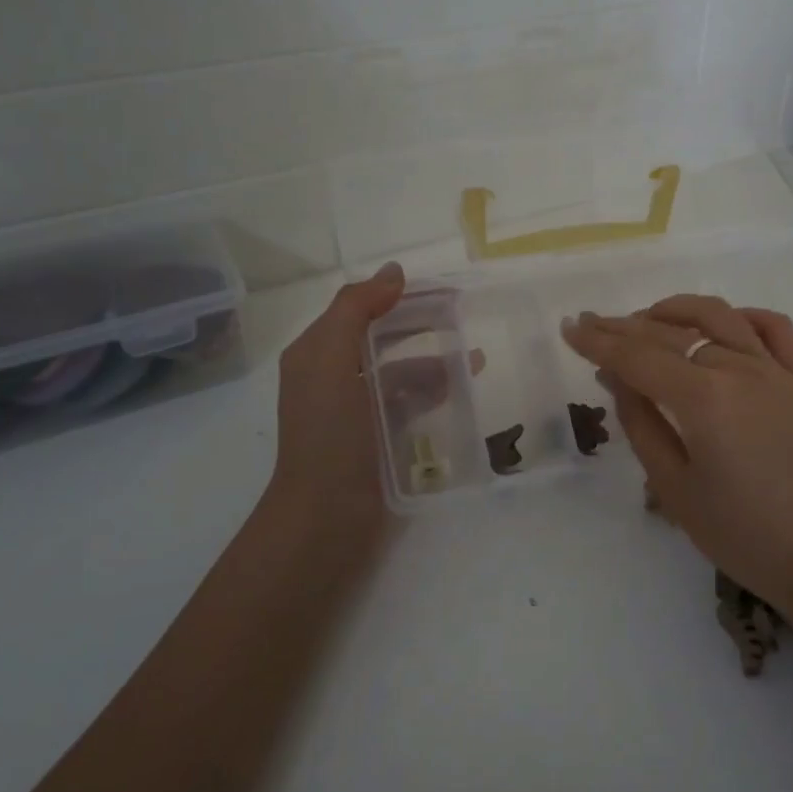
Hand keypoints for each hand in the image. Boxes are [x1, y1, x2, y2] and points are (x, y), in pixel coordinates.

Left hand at [266, 263, 475, 552]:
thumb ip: (356, 309)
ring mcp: (359, 410)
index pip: (360, 307)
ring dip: (435, 359)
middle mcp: (335, 376)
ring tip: (475, 358)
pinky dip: (435, 391)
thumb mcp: (330, 360)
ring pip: (401, 370)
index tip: (443, 288)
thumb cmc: (328, 434)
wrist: (325, 519)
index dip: (398, 294)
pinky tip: (462, 389)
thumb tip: (395, 272)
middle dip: (420, 321)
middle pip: (383, 336)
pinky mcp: (381, 437)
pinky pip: (411, 402)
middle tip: (464, 313)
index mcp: (317, 353)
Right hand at [562, 295, 792, 620]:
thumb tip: (616, 377)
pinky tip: (722, 324)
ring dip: (677, 310)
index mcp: (703, 398)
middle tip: (593, 323)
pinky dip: (743, 316)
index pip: (637, 357)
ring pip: (719, 316)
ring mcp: (775, 371)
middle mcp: (738, 369)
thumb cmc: (740, 534)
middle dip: (625, 326)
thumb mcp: (674, 487)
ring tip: (647, 319)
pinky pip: (774, 329)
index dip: (599, 342)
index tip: (570, 329)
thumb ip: (641, 423)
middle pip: (671, 332)